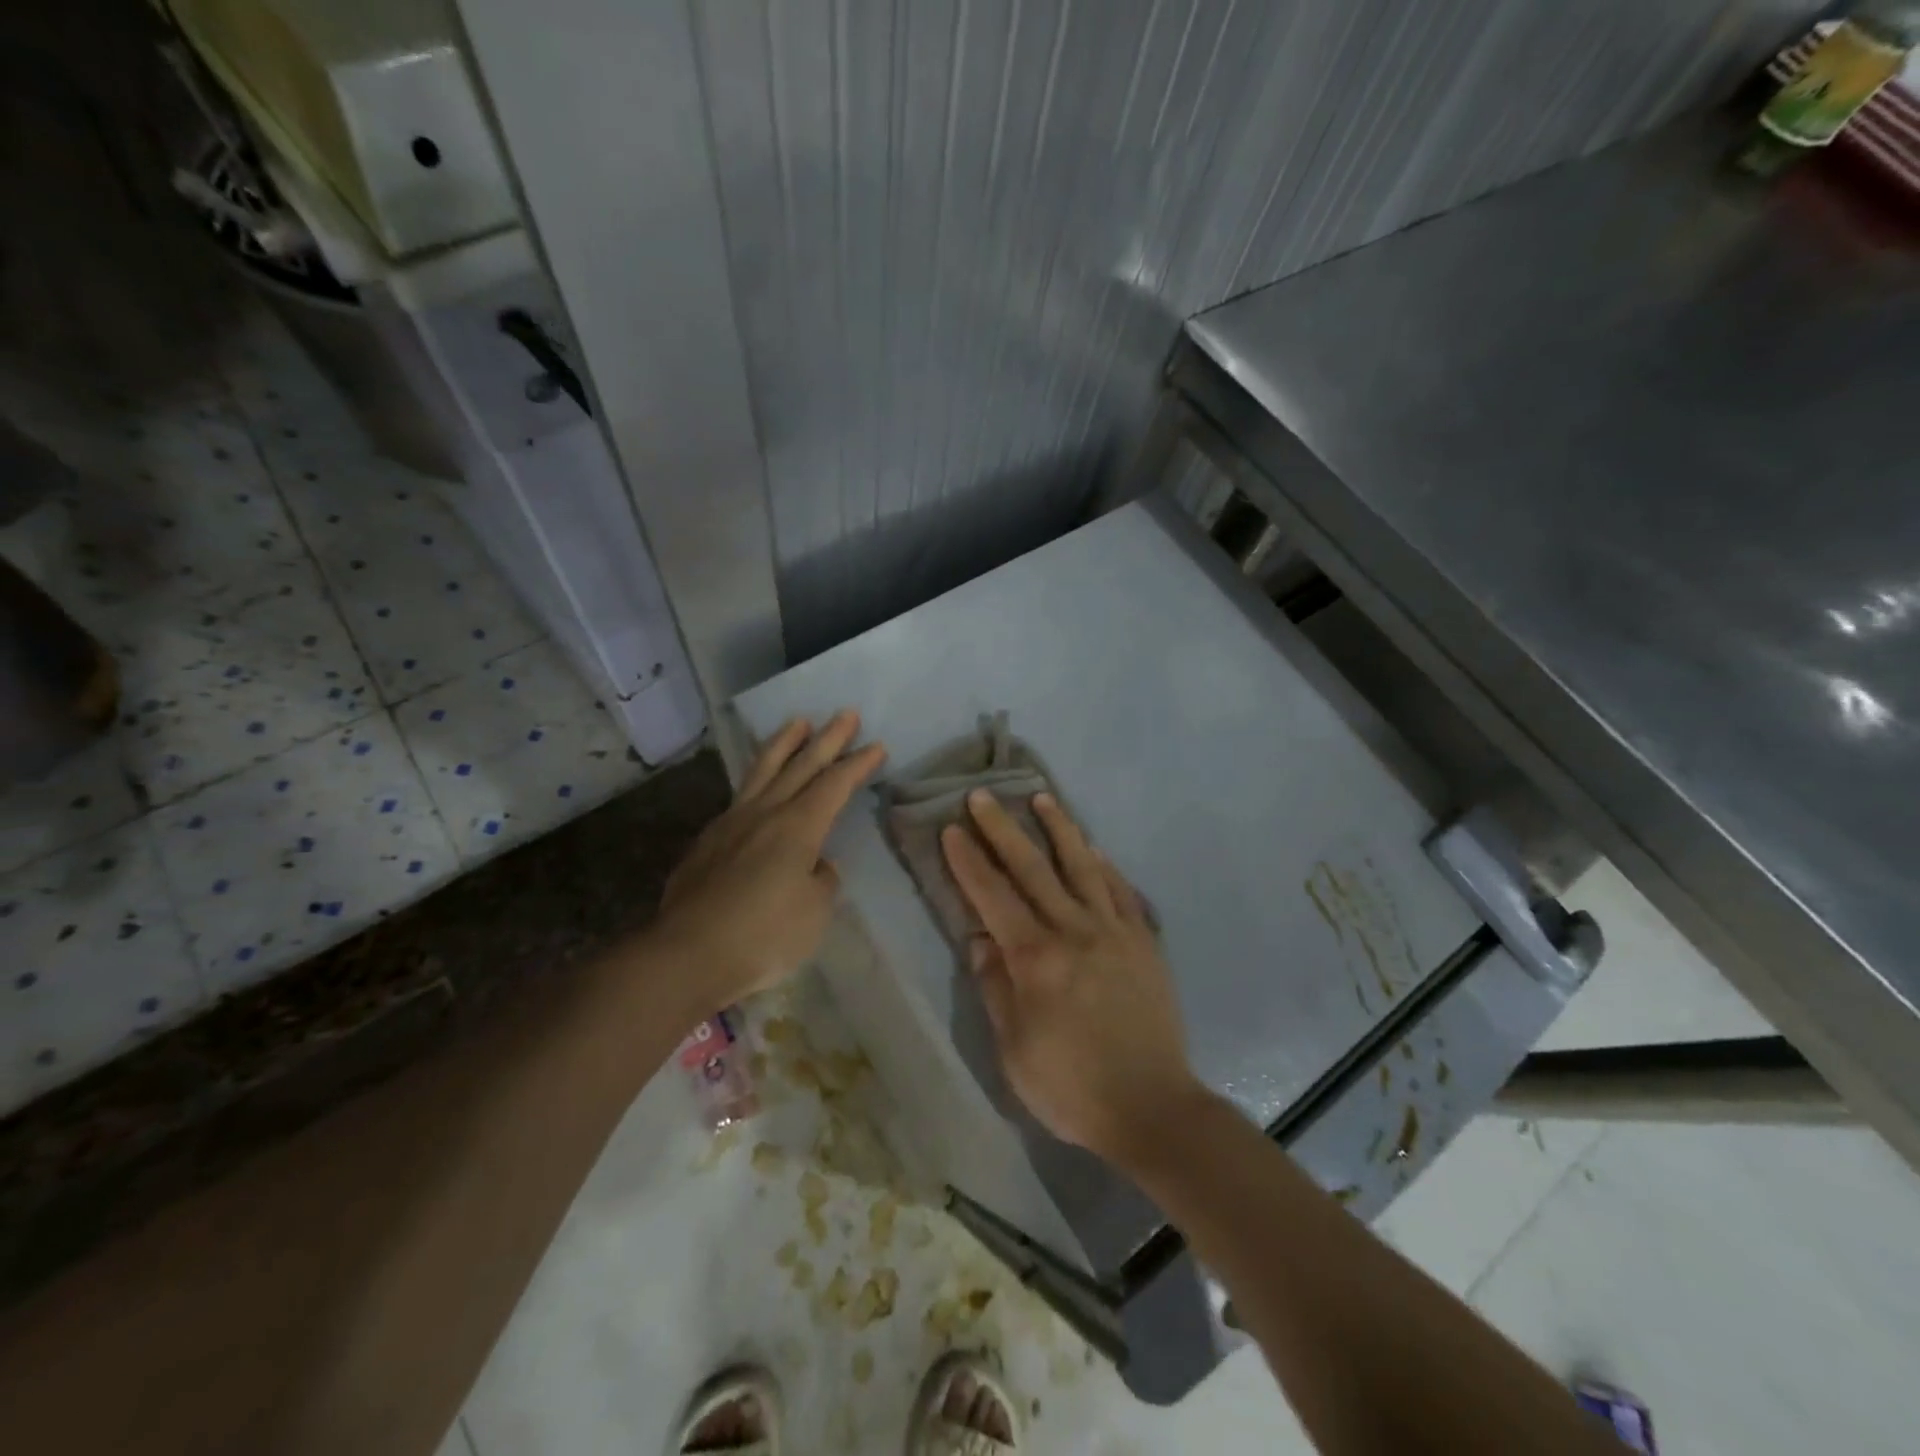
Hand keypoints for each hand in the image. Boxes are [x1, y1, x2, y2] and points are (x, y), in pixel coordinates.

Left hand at [653, 711, 884, 1016]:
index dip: (858, 764)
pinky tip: (758, 784)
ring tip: (797, 722)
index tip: (877, 746)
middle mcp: (765, 813)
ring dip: (784, 743)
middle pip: (801, 765)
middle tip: (846, 714)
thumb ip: (821, 880)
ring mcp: (731, 823)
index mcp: (798, 827)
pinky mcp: (707, 841)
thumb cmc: (763, 936)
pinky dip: (756, 778)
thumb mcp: (814, 913)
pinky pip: (739, 795)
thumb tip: (814, 864)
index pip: (834, 785)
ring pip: (762, 770)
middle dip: (828, 739)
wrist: (687, 954)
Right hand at [940, 790, 1203, 1171]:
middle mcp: (1074, 931)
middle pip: (1033, 868)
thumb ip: (995, 987)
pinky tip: (1093, 848)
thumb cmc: (1071, 1086)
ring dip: (1059, 828)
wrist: (1153, 1107)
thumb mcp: (1014, 1049)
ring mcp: (1114, 931)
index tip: (953, 828)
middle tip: (983, 795)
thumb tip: (979, 937)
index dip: (969, 860)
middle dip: (1003, 829)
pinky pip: (1121, 891)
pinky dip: (1104, 865)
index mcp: (1036, 959)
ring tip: (1042, 798)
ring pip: (1082, 866)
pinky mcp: (1143, 941)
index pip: (993, 896)